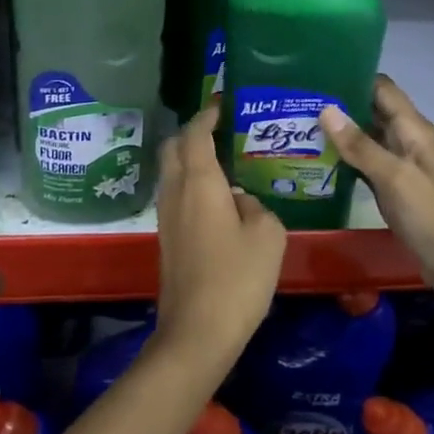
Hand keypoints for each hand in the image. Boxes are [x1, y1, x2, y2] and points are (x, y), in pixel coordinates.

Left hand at [153, 103, 285, 374]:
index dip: (207, 114)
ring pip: (171, 172)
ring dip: (189, 158)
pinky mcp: (166, 237)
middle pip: (173, 147)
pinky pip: (175, 194)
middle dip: (192, 132)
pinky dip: (189, 182)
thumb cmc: (237, 278)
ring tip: (222, 159)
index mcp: (199, 181)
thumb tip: (240, 201)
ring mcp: (166, 215)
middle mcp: (175, 191)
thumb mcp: (267, 235)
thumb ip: (256, 206)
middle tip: (221, 130)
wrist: (198, 330)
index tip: (222, 102)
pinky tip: (216, 196)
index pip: (196, 133)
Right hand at [321, 76, 433, 306]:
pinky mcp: (395, 190)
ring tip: (298, 126)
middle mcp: (408, 141)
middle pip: (371, 111)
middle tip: (297, 101)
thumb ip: (360, 145)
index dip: (353, 76)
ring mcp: (401, 167)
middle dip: (339, 104)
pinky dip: (346, 160)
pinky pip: (367, 166)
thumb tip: (326, 108)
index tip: (316, 73)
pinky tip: (318, 160)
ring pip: (367, 139)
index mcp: (414, 130)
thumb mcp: (395, 178)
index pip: (382, 89)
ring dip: (339, 133)